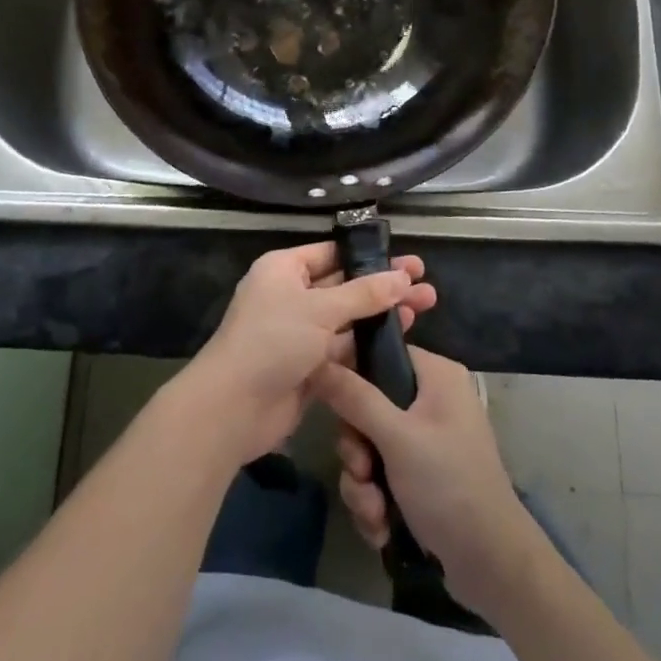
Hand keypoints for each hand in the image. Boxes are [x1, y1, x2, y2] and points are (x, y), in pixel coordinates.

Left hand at [183, 242, 435, 466]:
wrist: (234, 407)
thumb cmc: (273, 340)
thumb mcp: (320, 309)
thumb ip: (364, 293)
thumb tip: (403, 276)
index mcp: (284, 270)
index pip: (332, 253)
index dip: (369, 256)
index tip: (406, 259)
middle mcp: (292, 296)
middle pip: (345, 285)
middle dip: (384, 285)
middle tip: (426, 284)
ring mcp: (301, 333)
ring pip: (348, 318)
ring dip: (382, 314)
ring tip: (425, 306)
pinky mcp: (310, 366)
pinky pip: (344, 348)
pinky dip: (369, 344)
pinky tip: (403, 339)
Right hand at [311, 347, 545, 618]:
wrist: (492, 566)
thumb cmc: (449, 485)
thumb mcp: (397, 438)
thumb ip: (355, 398)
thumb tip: (318, 360)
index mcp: (436, 376)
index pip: (381, 354)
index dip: (352, 375)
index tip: (332, 404)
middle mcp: (432, 401)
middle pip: (368, 407)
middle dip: (357, 450)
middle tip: (362, 471)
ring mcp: (426, 442)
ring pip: (369, 447)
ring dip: (363, 484)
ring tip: (375, 512)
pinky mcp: (421, 478)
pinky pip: (380, 476)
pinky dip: (376, 502)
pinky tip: (382, 527)